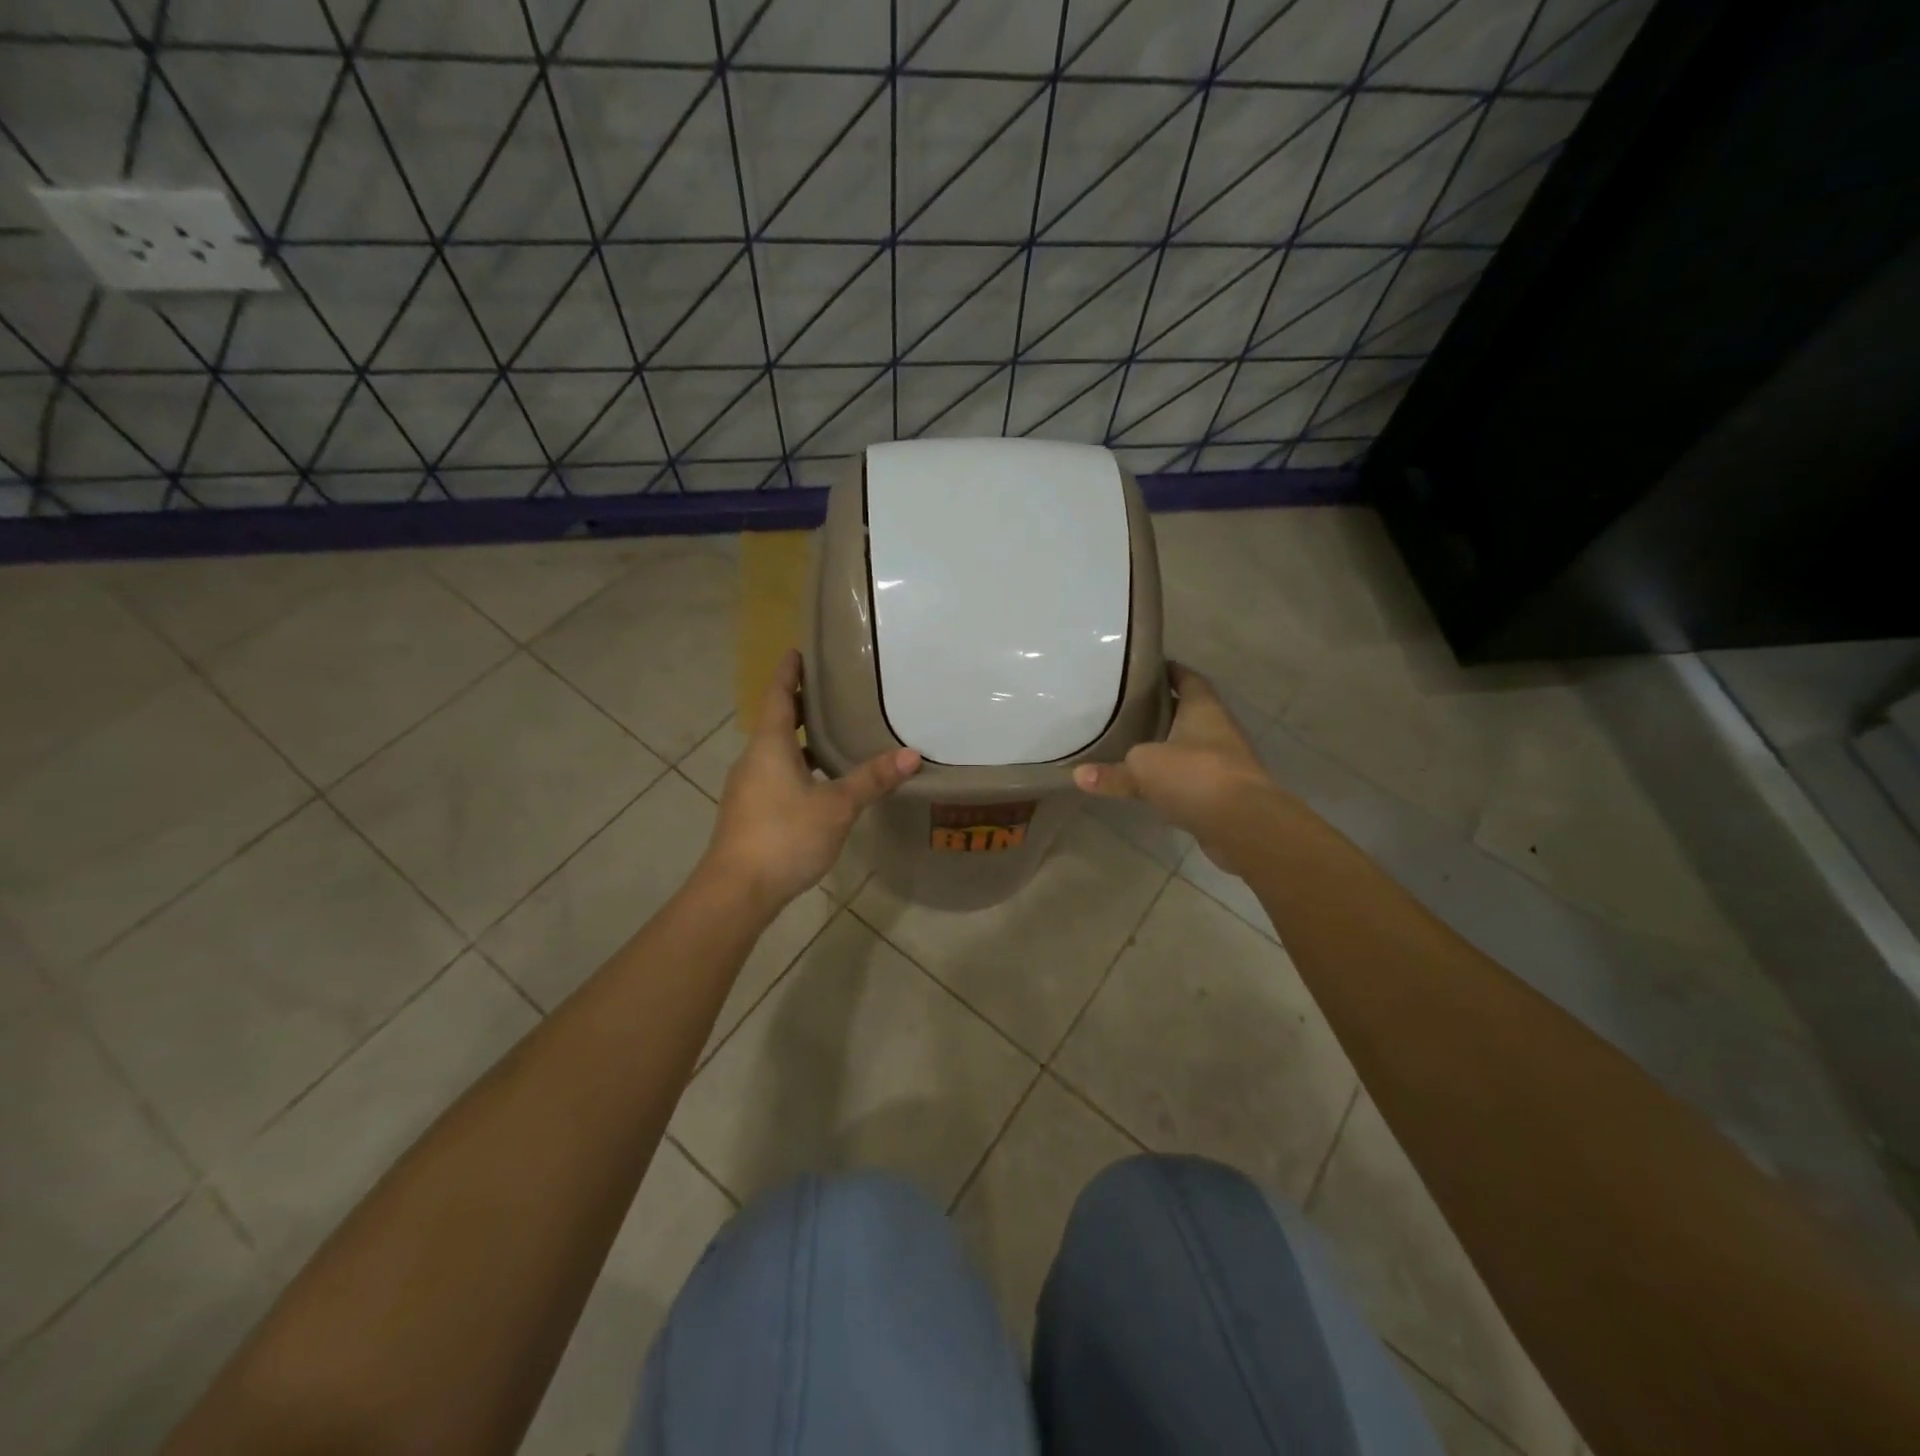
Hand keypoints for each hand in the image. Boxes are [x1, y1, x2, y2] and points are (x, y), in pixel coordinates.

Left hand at [702, 649, 920, 913]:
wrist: (737, 890)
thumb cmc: (785, 835)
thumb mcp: (836, 805)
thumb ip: (872, 779)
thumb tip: (912, 754)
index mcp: (770, 746)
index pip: (778, 696)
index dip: (789, 673)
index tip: (798, 651)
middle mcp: (754, 760)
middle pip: (777, 722)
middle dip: (800, 704)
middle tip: (830, 689)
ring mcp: (748, 788)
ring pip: (776, 752)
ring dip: (801, 740)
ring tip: (833, 733)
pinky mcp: (750, 813)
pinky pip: (775, 776)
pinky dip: (798, 767)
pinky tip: (820, 783)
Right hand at [1072, 664, 1275, 874]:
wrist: (1244, 825)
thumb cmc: (1195, 776)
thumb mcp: (1143, 768)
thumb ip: (1112, 772)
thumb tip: (1077, 775)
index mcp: (1203, 709)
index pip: (1188, 679)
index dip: (1169, 671)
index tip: (1145, 669)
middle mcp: (1218, 730)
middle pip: (1189, 713)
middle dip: (1162, 712)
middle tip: (1126, 709)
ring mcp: (1225, 764)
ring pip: (1191, 748)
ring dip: (1168, 748)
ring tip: (1132, 746)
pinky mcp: (1224, 795)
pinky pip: (1193, 780)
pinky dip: (1174, 781)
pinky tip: (1151, 786)